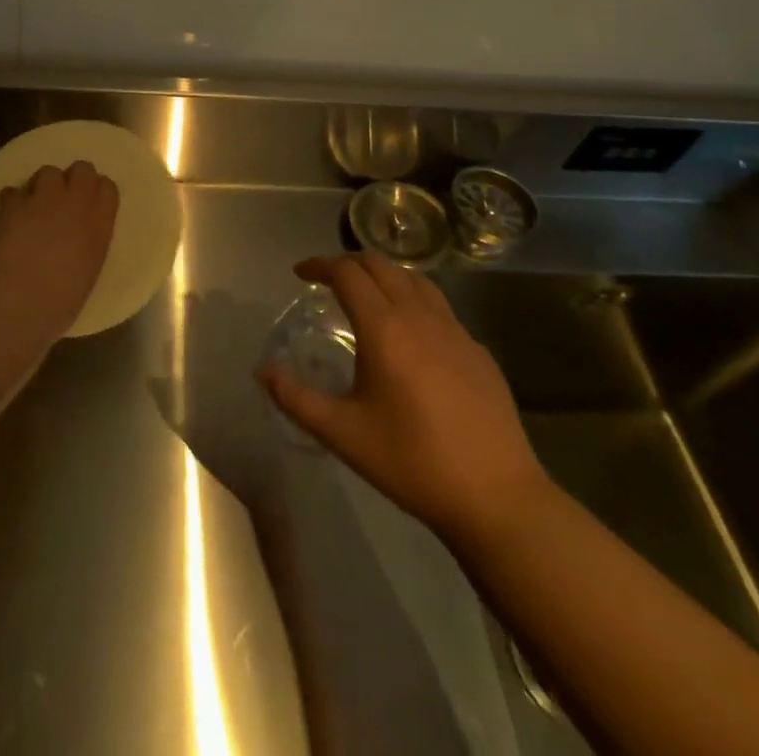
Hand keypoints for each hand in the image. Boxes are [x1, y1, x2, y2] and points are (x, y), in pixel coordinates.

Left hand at [0, 161, 119, 336]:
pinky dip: (10, 202)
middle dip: (71, 179)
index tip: (88, 203)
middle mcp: (76, 204)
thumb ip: (87, 246)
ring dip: (41, 186)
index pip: (108, 188)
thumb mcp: (88, 273)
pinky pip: (13, 191)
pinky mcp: (13, 203)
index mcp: (100, 226)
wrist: (17, 304)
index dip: (96, 191)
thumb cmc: (59, 304)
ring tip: (32, 207)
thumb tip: (77, 241)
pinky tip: (6, 218)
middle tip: (61, 199)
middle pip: (82, 168)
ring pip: (47, 172)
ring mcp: (44, 199)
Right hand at [258, 252, 548, 543]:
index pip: (347, 273)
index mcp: (384, 329)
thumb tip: (263, 371)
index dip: (319, 265)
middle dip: (348, 262)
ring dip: (383, 274)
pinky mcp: (477, 350)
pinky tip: (410, 332)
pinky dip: (413, 299)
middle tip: (327, 279)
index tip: (300, 273)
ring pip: (414, 279)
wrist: (496, 496)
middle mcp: (419, 316)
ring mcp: (455, 330)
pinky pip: (439, 306)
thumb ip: (296, 398)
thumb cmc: (412, 462)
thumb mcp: (343, 434)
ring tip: (366, 293)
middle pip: (381, 265)